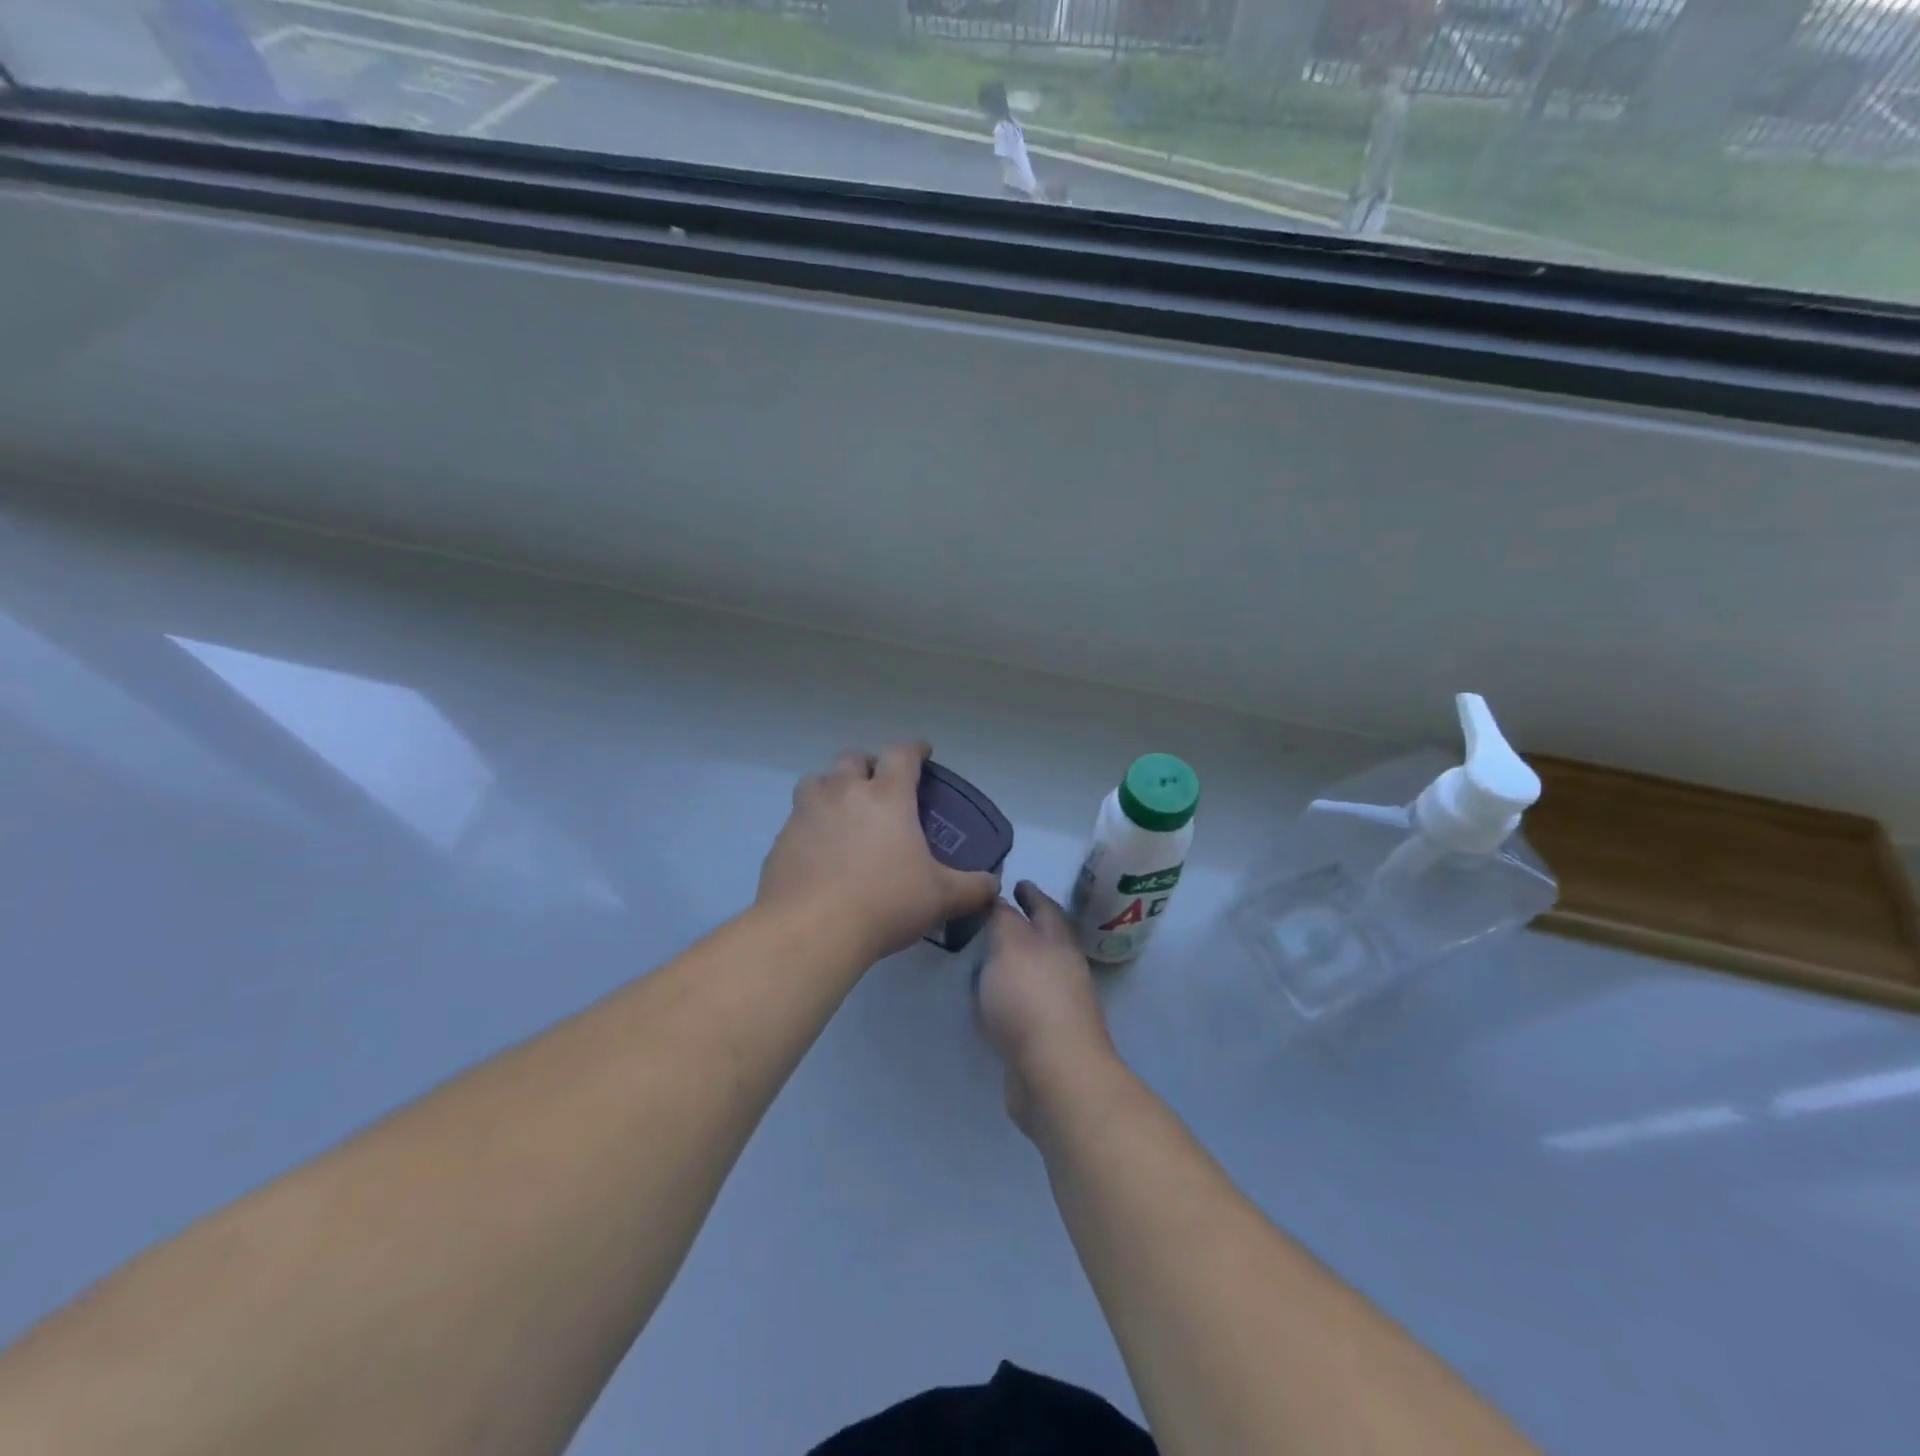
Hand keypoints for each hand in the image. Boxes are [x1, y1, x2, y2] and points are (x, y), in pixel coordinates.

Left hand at [757, 742, 999, 964]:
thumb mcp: (940, 897)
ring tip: (842, 812)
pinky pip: (797, 819)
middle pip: (853, 758)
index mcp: (886, 796)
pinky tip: (819, 851)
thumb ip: (972, 888)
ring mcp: (807, 812)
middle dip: (868, 765)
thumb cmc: (885, 903)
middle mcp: (844, 792)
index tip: (922, 754)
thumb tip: (993, 886)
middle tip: (879, 786)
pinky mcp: (782, 839)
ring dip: (832, 788)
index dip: (915, 749)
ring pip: (817, 782)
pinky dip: (810, 825)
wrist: (811, 930)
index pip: (902, 754)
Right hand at [976, 882, 1118, 1137]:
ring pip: (1031, 976)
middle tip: (993, 918)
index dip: (1031, 894)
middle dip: (1023, 928)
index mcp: (1059, 942)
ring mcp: (1056, 1007)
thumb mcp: (1010, 945)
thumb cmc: (1031, 998)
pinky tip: (985, 1002)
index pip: (1046, 908)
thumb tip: (1002, 903)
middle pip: (1043, 942)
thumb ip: (1003, 920)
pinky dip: (1005, 999)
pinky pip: (1021, 1008)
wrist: (1055, 1073)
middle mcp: (1063, 971)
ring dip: (1012, 965)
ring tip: (983, 957)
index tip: (1017, 882)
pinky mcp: (1043, 1039)